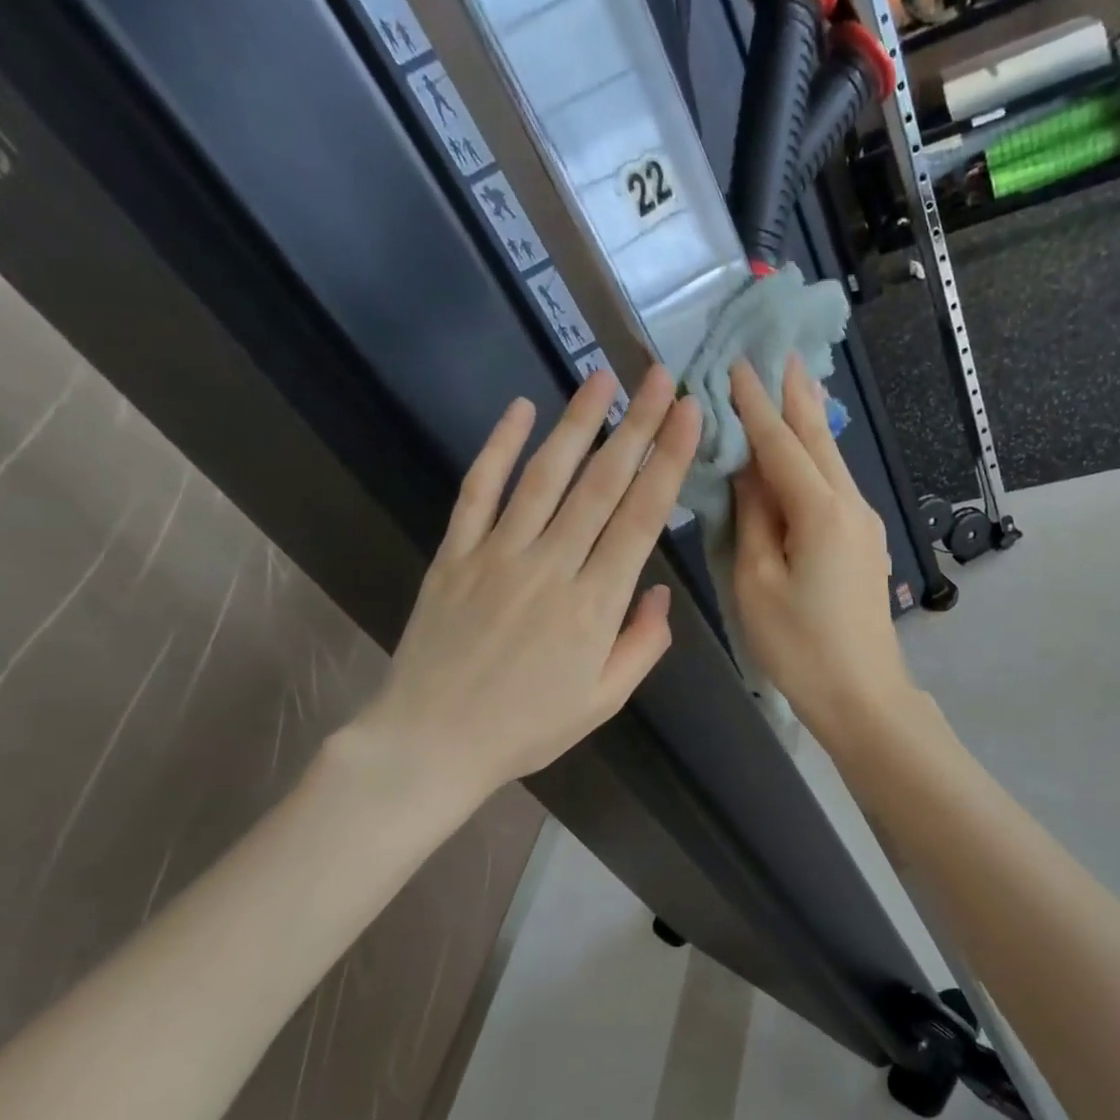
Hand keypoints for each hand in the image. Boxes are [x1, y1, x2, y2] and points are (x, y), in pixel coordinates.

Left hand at [342, 368, 699, 836]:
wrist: (431, 743)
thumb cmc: (527, 728)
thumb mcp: (603, 701)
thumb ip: (641, 645)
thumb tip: (660, 593)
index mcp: (595, 605)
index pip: (642, 518)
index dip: (668, 460)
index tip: (688, 414)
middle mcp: (552, 566)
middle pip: (602, 484)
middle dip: (636, 425)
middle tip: (659, 376)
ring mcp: (498, 554)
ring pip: (545, 475)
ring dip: (577, 423)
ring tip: (601, 378)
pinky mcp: (454, 554)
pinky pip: (478, 491)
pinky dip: (498, 448)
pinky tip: (518, 411)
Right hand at [730, 358, 917, 745]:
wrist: (862, 695)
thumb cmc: (800, 646)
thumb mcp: (757, 583)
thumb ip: (752, 518)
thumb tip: (748, 470)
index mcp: (820, 512)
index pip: (780, 444)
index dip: (755, 405)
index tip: (736, 363)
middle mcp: (850, 506)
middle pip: (818, 441)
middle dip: (796, 396)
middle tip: (780, 351)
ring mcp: (865, 525)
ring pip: (832, 462)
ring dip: (810, 424)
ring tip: (793, 385)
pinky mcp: (866, 545)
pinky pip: (837, 488)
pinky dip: (818, 460)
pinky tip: (808, 452)